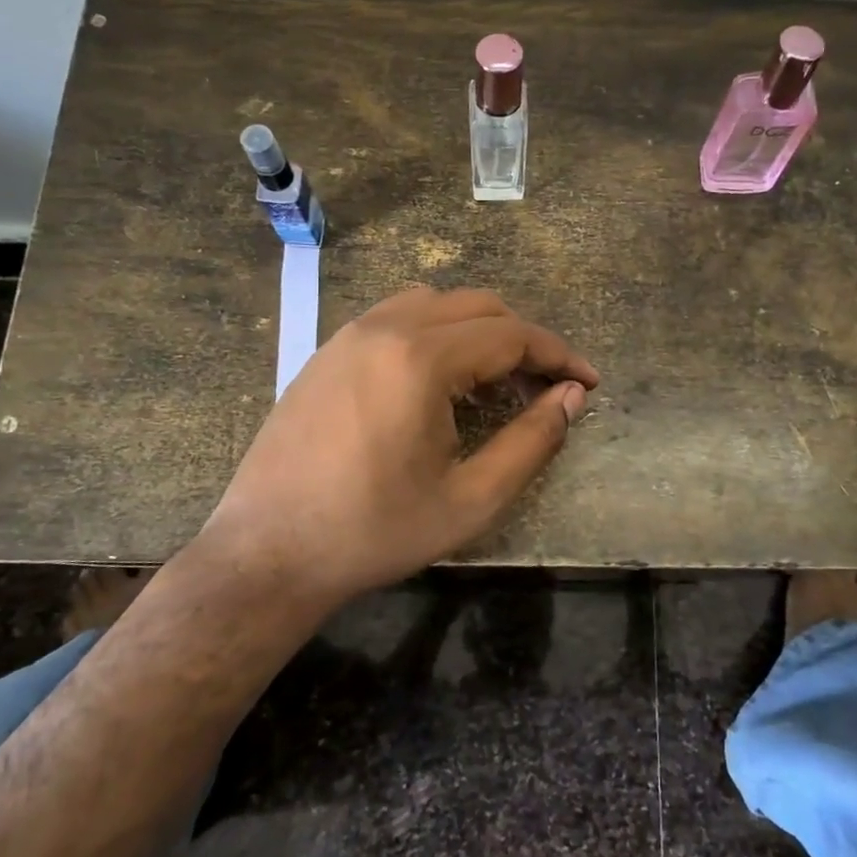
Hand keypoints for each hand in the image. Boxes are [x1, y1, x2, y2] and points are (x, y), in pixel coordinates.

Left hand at [194, 287, 598, 605]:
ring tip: (494, 380)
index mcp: (421, 359)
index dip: (559, 355)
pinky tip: (437, 381)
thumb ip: (531, 442)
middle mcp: (384, 328)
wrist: (268, 552)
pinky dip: (435, 332)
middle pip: (477, 306)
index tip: (589, 382)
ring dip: (477, 330)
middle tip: (545, 386)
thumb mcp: (471, 500)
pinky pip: (395, 317)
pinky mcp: (326, 352)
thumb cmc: (375, 532)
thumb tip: (572, 397)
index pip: (511, 334)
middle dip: (522, 339)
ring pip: (434, 304)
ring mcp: (348, 335)